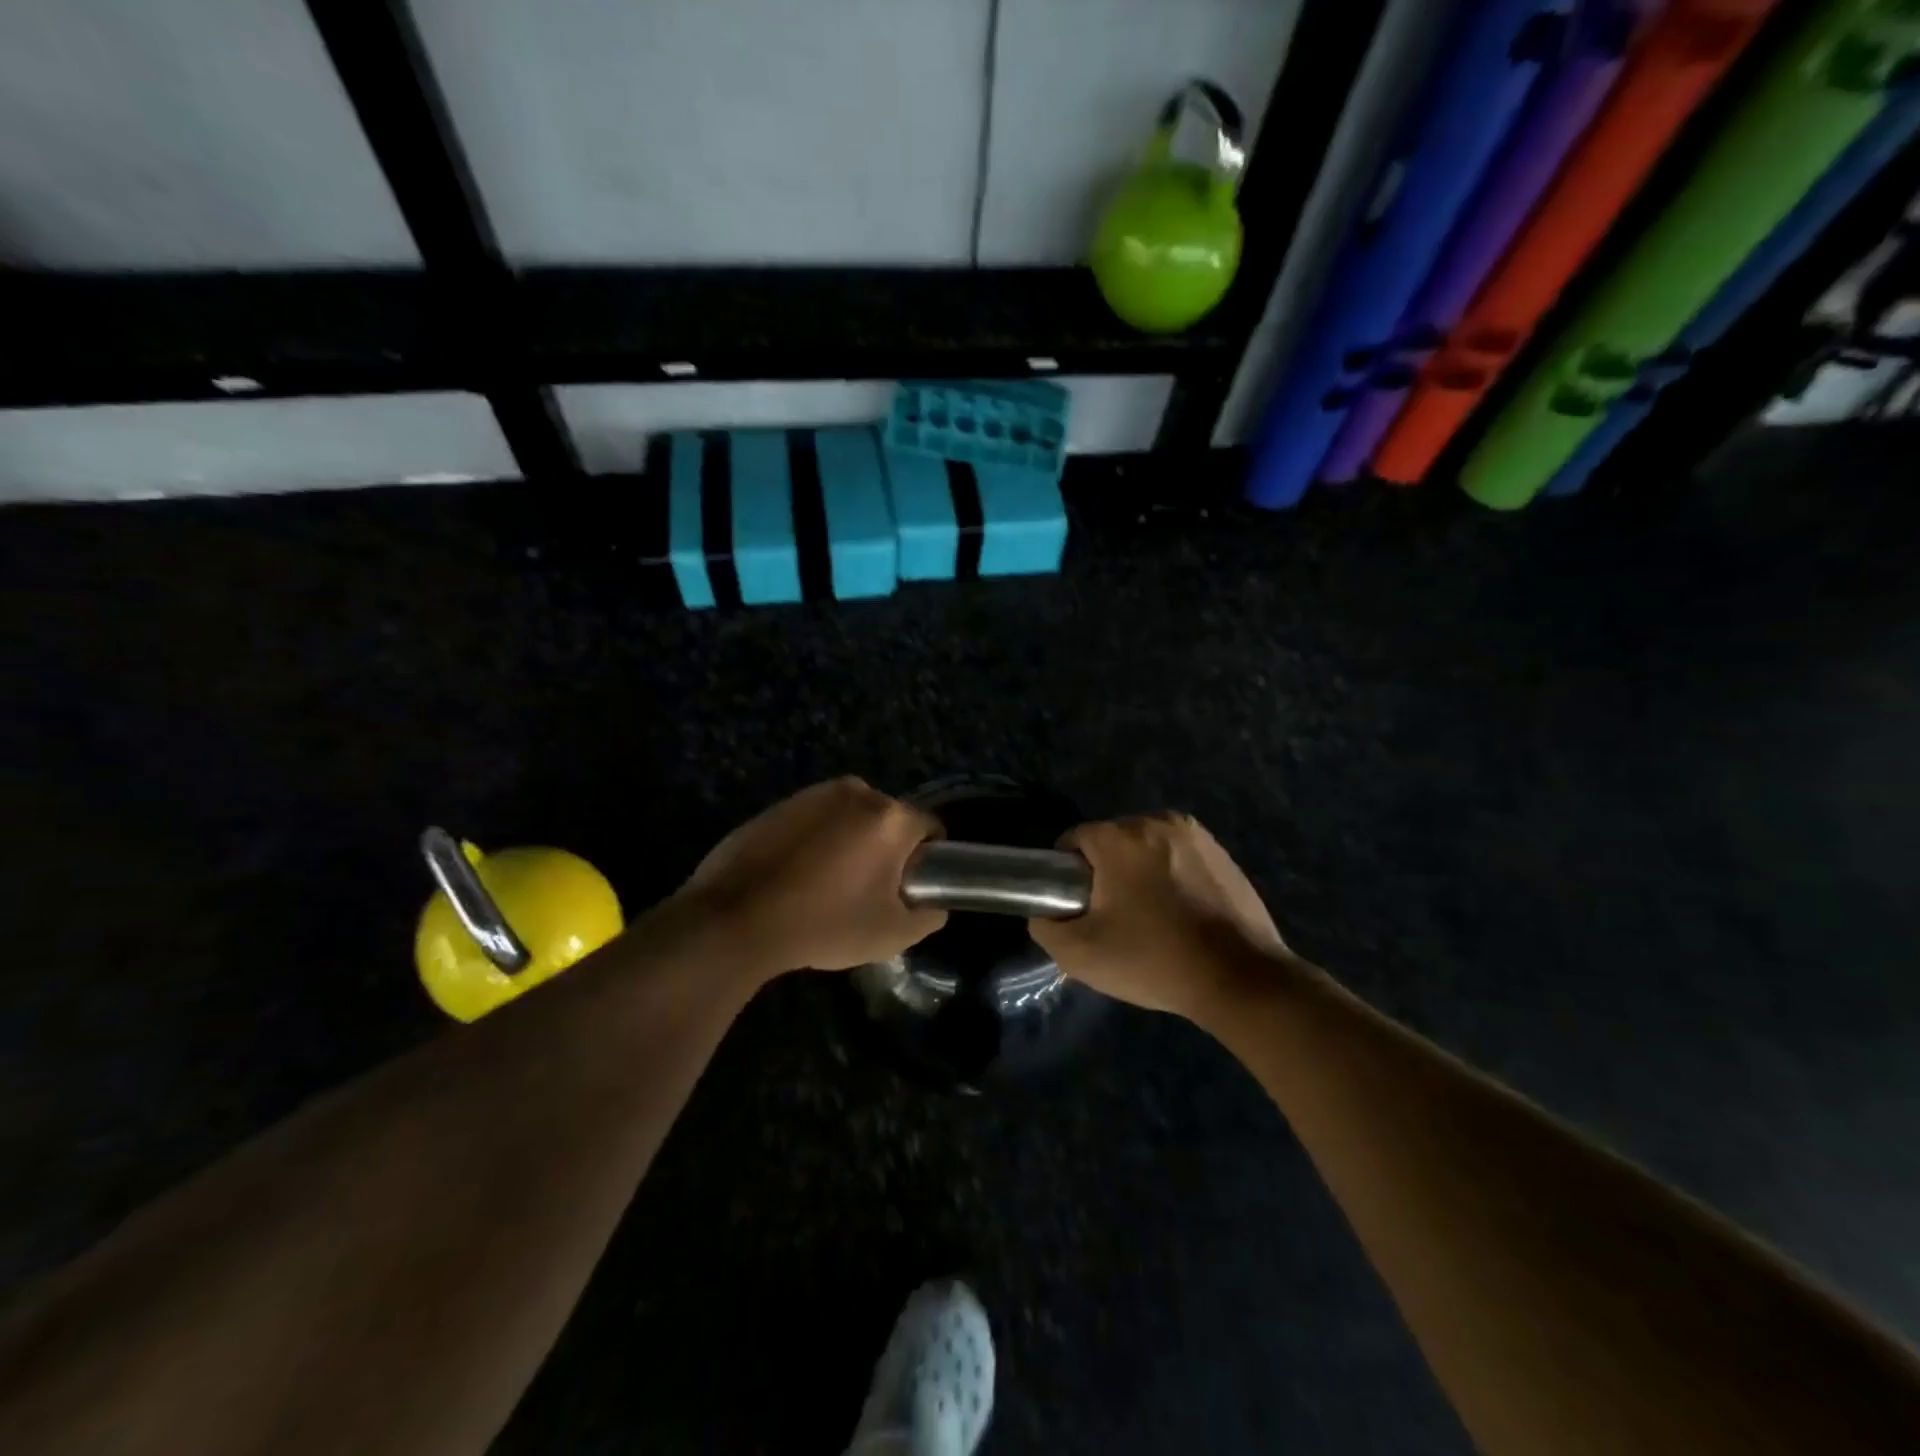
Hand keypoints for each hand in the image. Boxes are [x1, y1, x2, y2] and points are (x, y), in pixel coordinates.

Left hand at [674, 778, 947, 976]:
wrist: (736, 919)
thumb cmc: (825, 924)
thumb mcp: (891, 935)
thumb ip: (928, 916)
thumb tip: (933, 904)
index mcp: (890, 817)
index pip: (930, 827)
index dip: (928, 859)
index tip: (910, 888)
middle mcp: (857, 792)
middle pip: (889, 820)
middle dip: (886, 849)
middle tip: (868, 891)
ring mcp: (814, 794)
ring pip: (851, 818)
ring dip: (850, 842)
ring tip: (828, 885)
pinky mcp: (780, 804)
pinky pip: (815, 820)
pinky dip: (816, 840)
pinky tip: (797, 876)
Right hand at [1030, 813, 1297, 1021]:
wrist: (1240, 978)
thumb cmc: (1154, 960)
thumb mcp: (1080, 955)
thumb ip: (1045, 926)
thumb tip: (1045, 912)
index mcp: (1119, 837)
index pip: (1073, 840)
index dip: (1066, 874)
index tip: (1078, 907)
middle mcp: (1155, 821)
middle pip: (1110, 840)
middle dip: (1104, 871)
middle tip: (1113, 917)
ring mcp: (1194, 834)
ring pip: (1144, 846)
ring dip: (1138, 871)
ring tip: (1149, 916)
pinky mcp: (1221, 850)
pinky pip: (1176, 855)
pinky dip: (1170, 874)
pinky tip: (1180, 912)